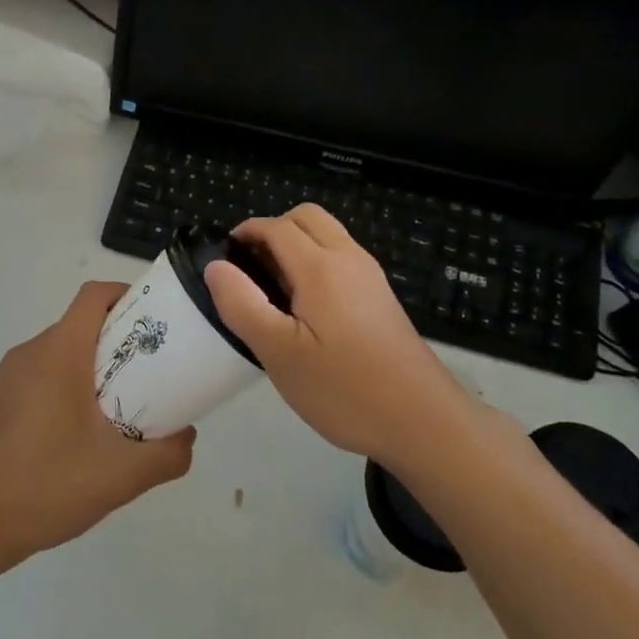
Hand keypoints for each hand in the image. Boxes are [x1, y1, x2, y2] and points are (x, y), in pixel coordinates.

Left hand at [0, 281, 194, 558]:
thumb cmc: (47, 486)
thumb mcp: (122, 475)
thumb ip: (167, 453)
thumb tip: (187, 435)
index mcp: (58, 353)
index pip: (94, 296)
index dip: (127, 295)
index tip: (156, 321)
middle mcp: (29, 353)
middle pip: (81, 325)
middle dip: (118, 340)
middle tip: (150, 372)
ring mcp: (6, 377)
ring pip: (60, 353)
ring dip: (92, 367)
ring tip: (119, 407)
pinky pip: (39, 377)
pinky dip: (65, 387)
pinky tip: (77, 434)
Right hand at [204, 205, 471, 465]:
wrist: (422, 420)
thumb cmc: (344, 388)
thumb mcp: (279, 353)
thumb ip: (243, 305)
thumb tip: (216, 266)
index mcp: (320, 267)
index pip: (277, 227)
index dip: (246, 232)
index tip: (224, 258)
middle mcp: (349, 259)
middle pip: (307, 218)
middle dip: (273, 230)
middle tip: (250, 270)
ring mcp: (370, 277)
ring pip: (328, 236)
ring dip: (297, 245)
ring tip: (274, 291)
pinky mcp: (381, 297)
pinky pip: (342, 258)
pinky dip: (317, 262)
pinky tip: (306, 310)